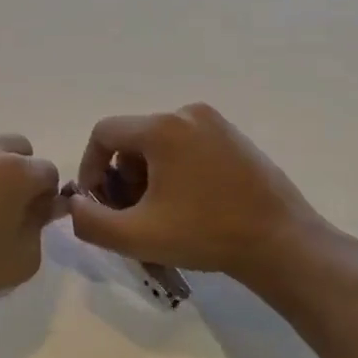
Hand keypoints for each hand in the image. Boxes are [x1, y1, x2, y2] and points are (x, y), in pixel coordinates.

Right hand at [68, 103, 330, 293]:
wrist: (282, 244)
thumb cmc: (205, 235)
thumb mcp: (135, 236)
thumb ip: (89, 220)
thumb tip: (75, 203)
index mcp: (162, 128)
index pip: (104, 133)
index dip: (90, 167)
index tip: (98, 202)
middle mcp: (188, 113)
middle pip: (132, 138)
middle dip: (122, 176)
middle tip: (131, 214)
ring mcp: (216, 123)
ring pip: (158, 143)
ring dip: (147, 175)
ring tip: (159, 213)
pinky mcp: (235, 138)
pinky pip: (186, 146)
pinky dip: (174, 171)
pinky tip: (187, 205)